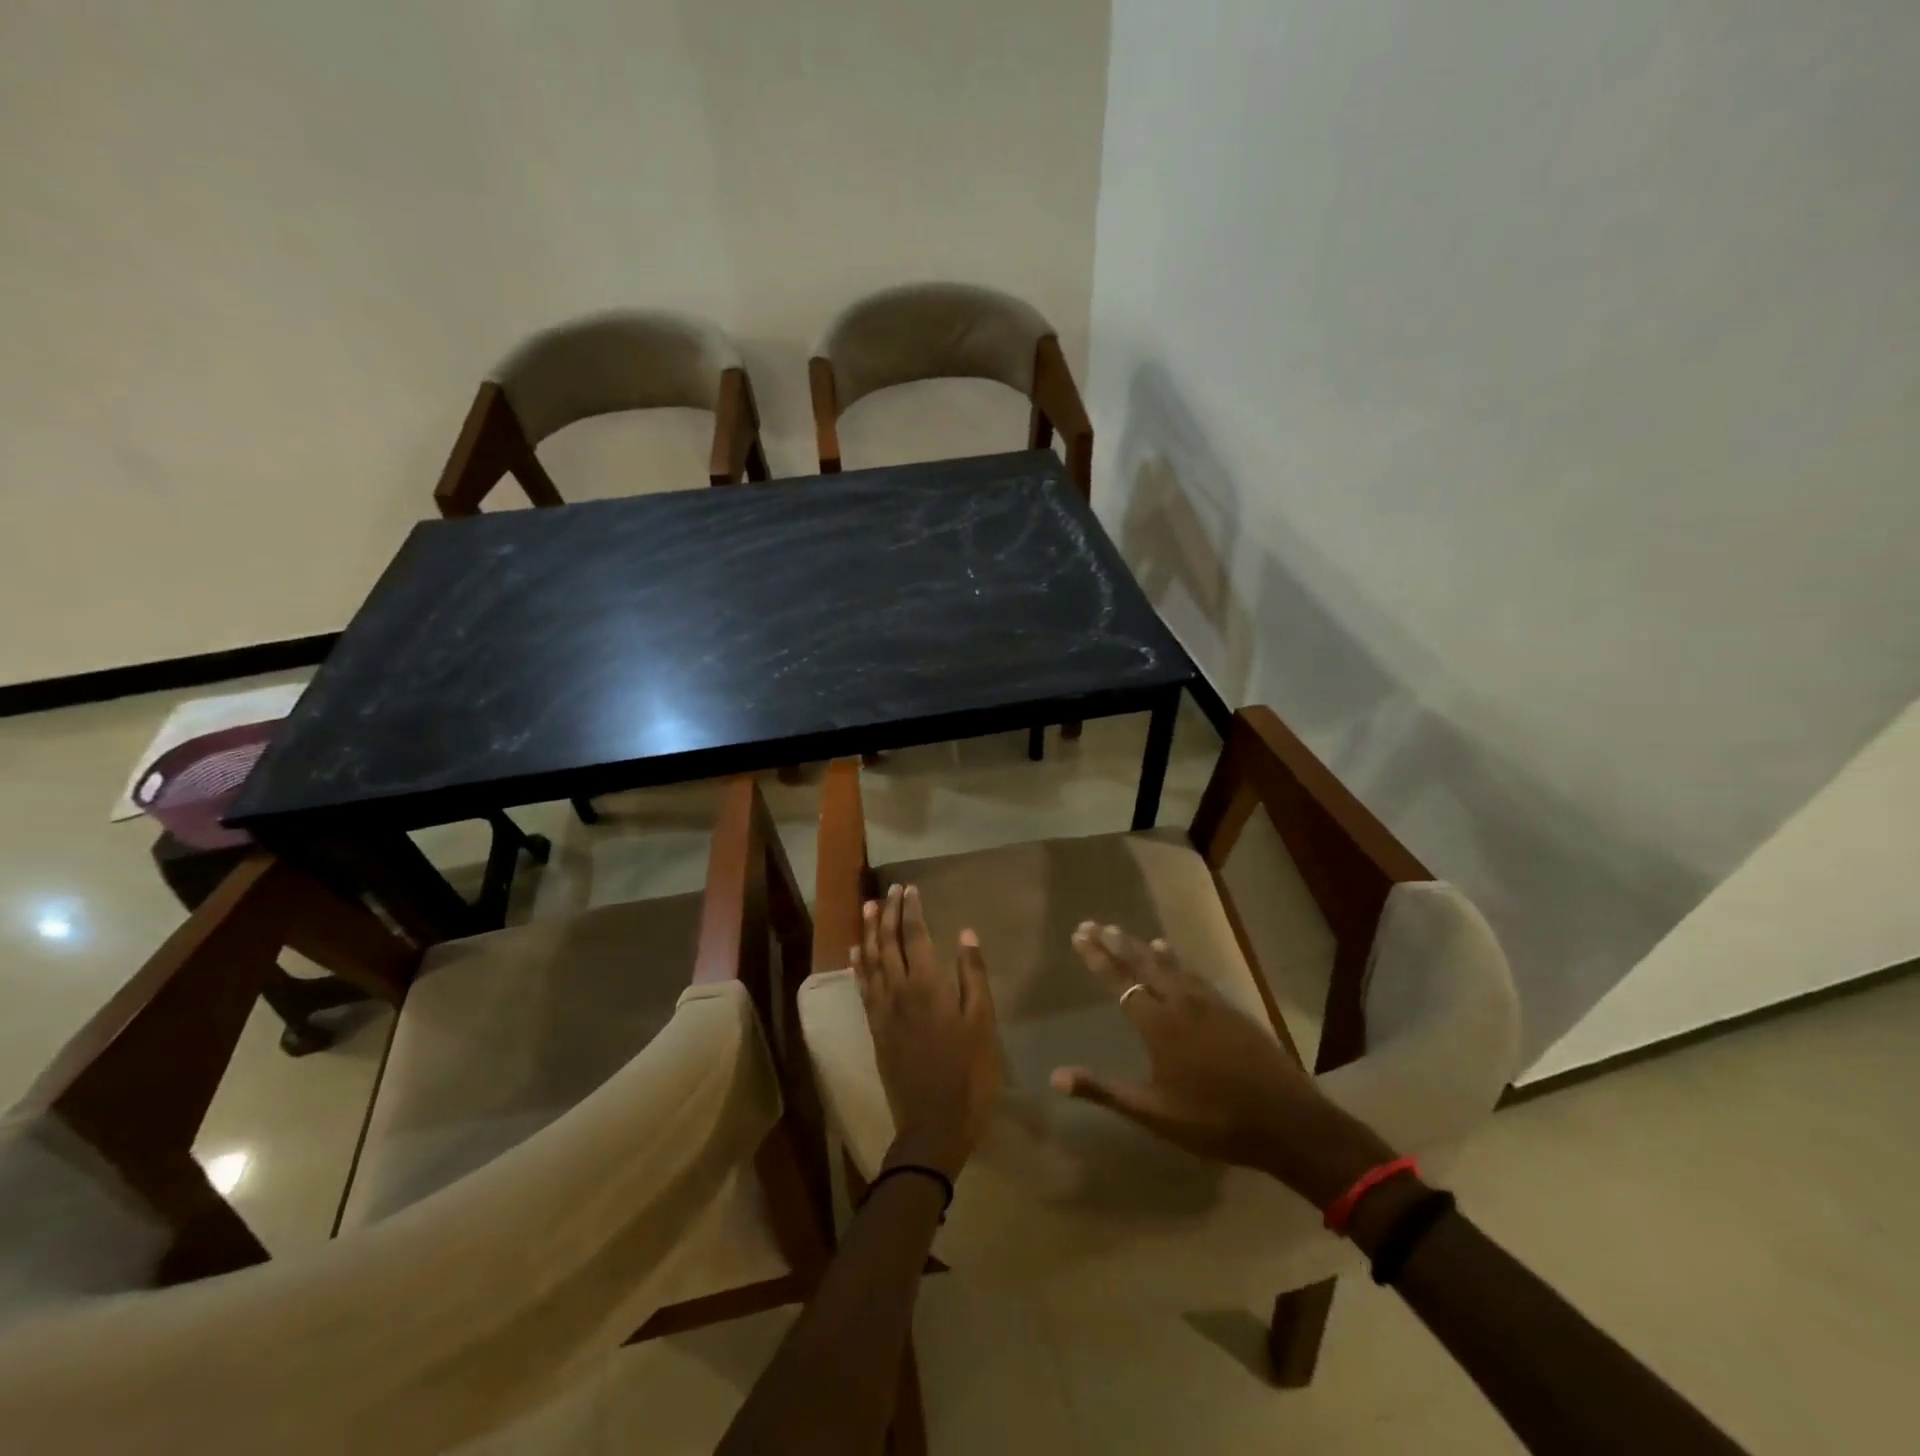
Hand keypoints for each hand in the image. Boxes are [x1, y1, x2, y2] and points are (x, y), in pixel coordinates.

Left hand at [852, 884, 1001, 1179]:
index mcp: (927, 985)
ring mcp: (882, 1010)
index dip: (910, 909)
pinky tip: (856, 953)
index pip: (914, 935)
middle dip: (887, 913)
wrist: (932, 1127)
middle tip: (889, 890)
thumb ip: (973, 976)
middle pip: (887, 942)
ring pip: (870, 960)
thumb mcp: (982, 1024)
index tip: (909, 888)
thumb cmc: (968, 1074)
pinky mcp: (875, 1029)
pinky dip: (858, 965)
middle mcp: (898, 990)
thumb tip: (965, 935)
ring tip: (868, 908)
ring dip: (868, 932)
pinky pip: (862, 987)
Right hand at [1052, 924, 1394, 1207]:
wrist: (1286, 1121)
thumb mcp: (1153, 1113)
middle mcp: (1180, 1003)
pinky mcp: (1230, 1008)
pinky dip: (1176, 960)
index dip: (1098, 958)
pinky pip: (1194, 973)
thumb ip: (1104, 1091)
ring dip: (1143, 947)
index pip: (1120, 982)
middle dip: (1116, 943)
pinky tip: (1173, 956)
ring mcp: (1209, 1002)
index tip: (1079, 935)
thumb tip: (1055, 1077)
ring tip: (1124, 932)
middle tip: (1093, 923)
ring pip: (1169, 964)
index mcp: (1158, 1025)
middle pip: (1143, 964)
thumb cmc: (1213, 1120)